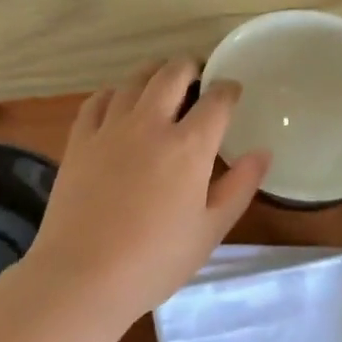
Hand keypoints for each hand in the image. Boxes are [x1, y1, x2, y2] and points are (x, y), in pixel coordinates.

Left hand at [22, 59, 270, 328]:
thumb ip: (239, 186)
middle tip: (198, 74)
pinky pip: (96, 100)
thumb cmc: (155, 260)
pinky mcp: (78, 140)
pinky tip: (117, 101)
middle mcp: (149, 124)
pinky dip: (113, 92)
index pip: (216, 100)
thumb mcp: (209, 230)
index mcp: (188, 146)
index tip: (232, 90)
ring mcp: (109, 129)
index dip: (228, 89)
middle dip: (190, 66)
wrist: (82, 275)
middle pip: (172, 73)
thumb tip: (262, 152)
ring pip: (133, 80)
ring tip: (161, 81)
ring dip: (153, 73)